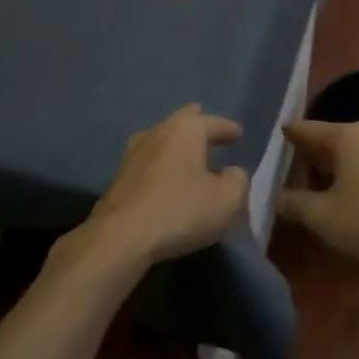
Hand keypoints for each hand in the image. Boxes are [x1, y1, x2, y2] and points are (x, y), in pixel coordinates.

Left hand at [83, 105, 249, 267]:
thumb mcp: (227, 200)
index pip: (213, 123)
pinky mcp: (120, 177)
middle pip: (181, 122)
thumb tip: (232, 173)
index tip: (238, 134)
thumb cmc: (180, 210)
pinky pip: (149, 161)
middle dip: (197, 124)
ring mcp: (134, 154)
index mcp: (185, 130)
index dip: (228, 129)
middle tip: (208, 126)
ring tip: (187, 149)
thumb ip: (238, 181)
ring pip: (161, 139)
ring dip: (176, 143)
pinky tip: (165, 174)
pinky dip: (162, 163)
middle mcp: (158, 133)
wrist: (121, 236)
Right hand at [277, 119, 358, 269]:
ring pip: (353, 160)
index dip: (285, 138)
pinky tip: (351, 209)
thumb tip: (275, 197)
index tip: (269, 145)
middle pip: (329, 144)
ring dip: (333, 177)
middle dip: (308, 163)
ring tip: (318, 200)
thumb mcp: (321, 216)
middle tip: (289, 184)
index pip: (305, 129)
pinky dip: (356, 186)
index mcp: (348, 136)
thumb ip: (292, 203)